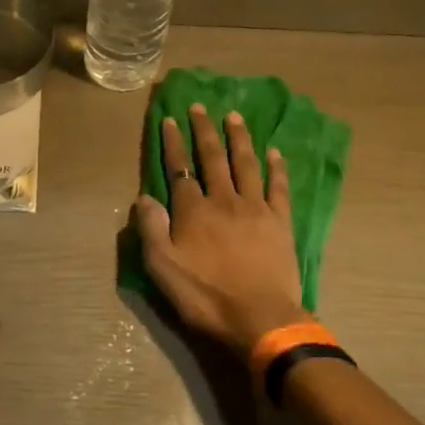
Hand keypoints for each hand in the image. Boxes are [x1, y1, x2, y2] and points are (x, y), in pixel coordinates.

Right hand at [131, 104, 308, 358]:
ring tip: (234, 116)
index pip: (180, 169)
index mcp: (193, 211)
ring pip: (246, 164)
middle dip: (204, 130)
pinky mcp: (280, 222)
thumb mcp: (163, 268)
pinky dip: (276, 167)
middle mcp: (224, 200)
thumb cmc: (206, 296)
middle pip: (213, 158)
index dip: (174, 143)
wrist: (260, 318)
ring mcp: (256, 208)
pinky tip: (274, 152)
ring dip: (239, 138)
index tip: (170, 119)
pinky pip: (279, 187)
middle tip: (200, 106)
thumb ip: (151, 229)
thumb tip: (144, 197)